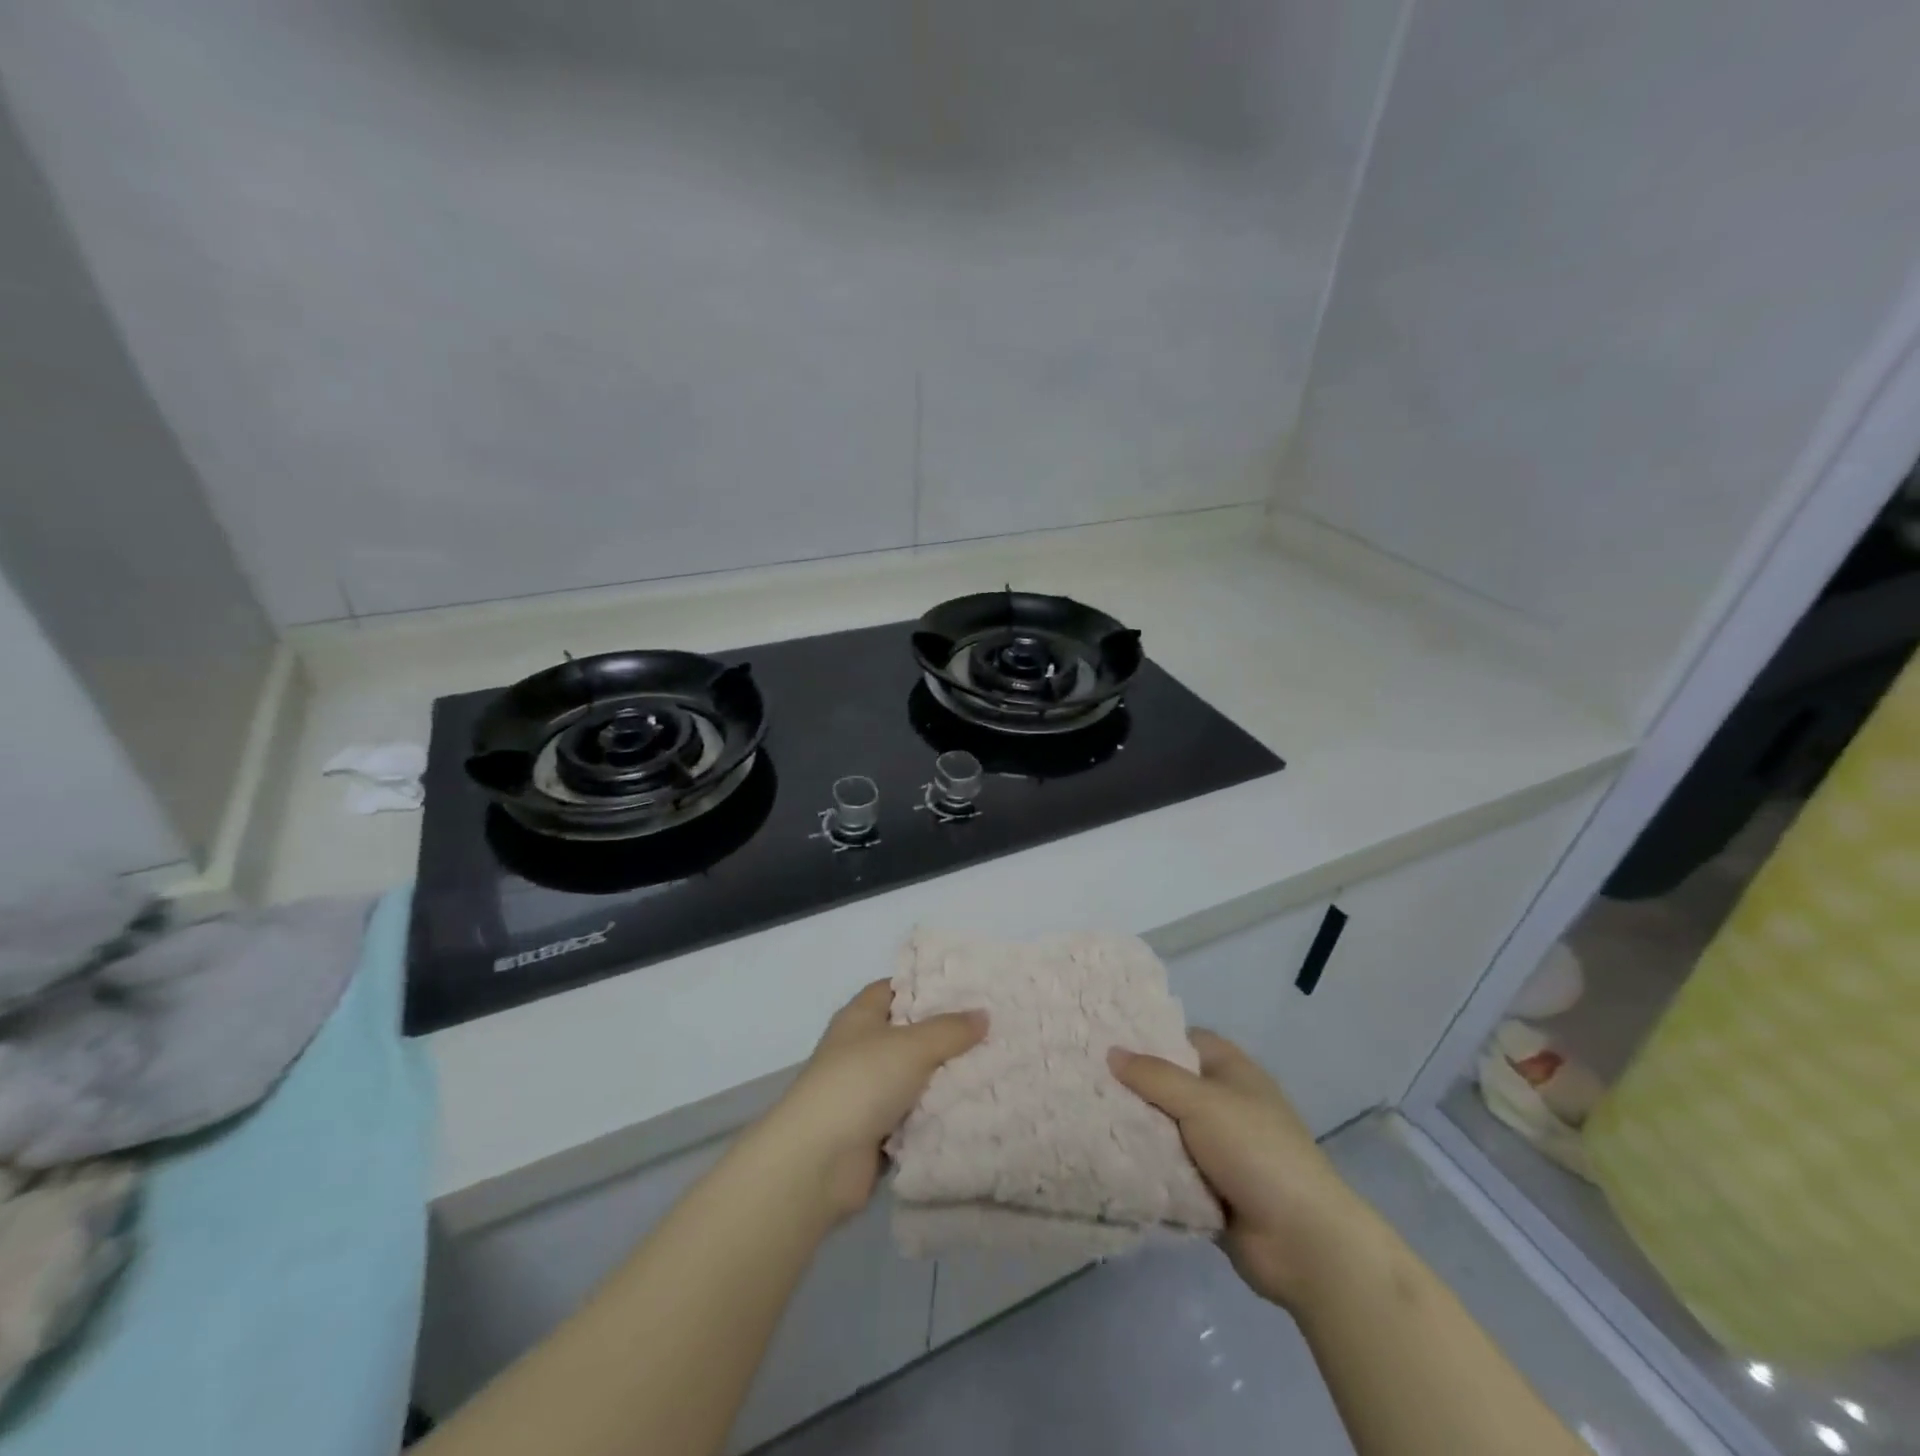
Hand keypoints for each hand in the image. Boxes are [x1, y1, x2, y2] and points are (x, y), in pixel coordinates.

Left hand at [761, 981, 986, 1221]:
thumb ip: (950, 1029)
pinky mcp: (874, 1132)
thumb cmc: (861, 1082)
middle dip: (946, 1035)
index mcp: (860, 1017)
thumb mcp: (912, 1045)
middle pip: (909, 1034)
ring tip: (994, 1068)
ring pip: (914, 1078)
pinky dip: (936, 1116)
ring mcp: (866, 1093)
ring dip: (944, 1079)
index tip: (967, 989)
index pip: (895, 988)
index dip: (926, 986)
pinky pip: (914, 1116)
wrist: (819, 1161)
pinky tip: (974, 1110)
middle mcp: (861, 1049)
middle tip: (992, 1030)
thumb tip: (984, 1014)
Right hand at [1109, 1031, 1372, 1310]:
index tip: (1106, 1038)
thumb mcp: (1202, 1102)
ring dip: (1136, 1130)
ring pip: (1165, 1129)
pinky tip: (1106, 1158)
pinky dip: (1145, 1167)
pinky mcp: (1207, 1189)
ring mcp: (1217, 1149)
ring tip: (1084, 1115)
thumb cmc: (1256, 1151)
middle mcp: (1223, 1104)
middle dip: (1133, 1086)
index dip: (1149, 1037)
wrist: (1303, 1242)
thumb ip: (1154, 1076)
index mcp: (1232, 1071)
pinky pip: (1167, 1169)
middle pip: (1169, 1085)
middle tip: (1085, 1078)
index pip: (1184, 1040)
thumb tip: (1111, 1052)